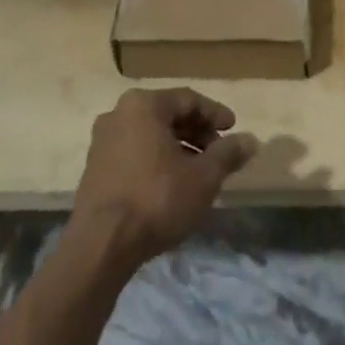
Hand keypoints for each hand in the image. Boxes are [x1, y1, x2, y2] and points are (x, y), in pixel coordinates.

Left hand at [71, 88, 256, 268]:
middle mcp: (118, 113)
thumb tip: (250, 140)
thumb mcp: (203, 177)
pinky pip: (134, 151)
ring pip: (150, 134)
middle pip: (167, 114)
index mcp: (143, 105)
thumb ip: (228, 153)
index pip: (189, 99)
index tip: (234, 130)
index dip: (215, 114)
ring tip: (199, 171)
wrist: (101, 244)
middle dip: (197, 131)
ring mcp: (102, 140)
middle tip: (219, 152)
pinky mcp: (95, 167)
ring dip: (178, 147)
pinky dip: (157, 159)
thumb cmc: (157, 199)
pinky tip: (172, 183)